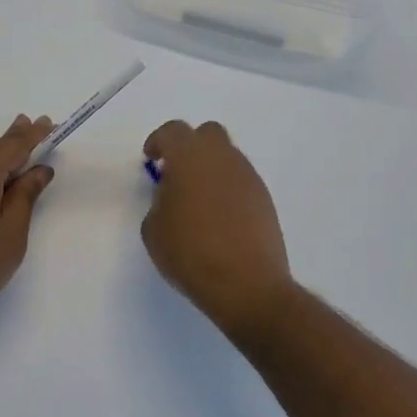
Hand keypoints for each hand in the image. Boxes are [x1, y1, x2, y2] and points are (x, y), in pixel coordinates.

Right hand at [141, 120, 295, 336]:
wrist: (246, 285)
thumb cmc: (190, 252)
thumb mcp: (154, 228)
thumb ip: (159, 201)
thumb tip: (173, 195)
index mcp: (190, 157)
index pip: (173, 131)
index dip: (159, 142)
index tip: (151, 159)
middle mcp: (223, 157)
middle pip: (207, 133)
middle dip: (190, 147)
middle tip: (177, 174)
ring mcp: (248, 177)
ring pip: (227, 157)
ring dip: (210, 169)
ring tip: (198, 201)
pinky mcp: (265, 199)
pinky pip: (241, 181)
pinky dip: (228, 189)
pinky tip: (219, 218)